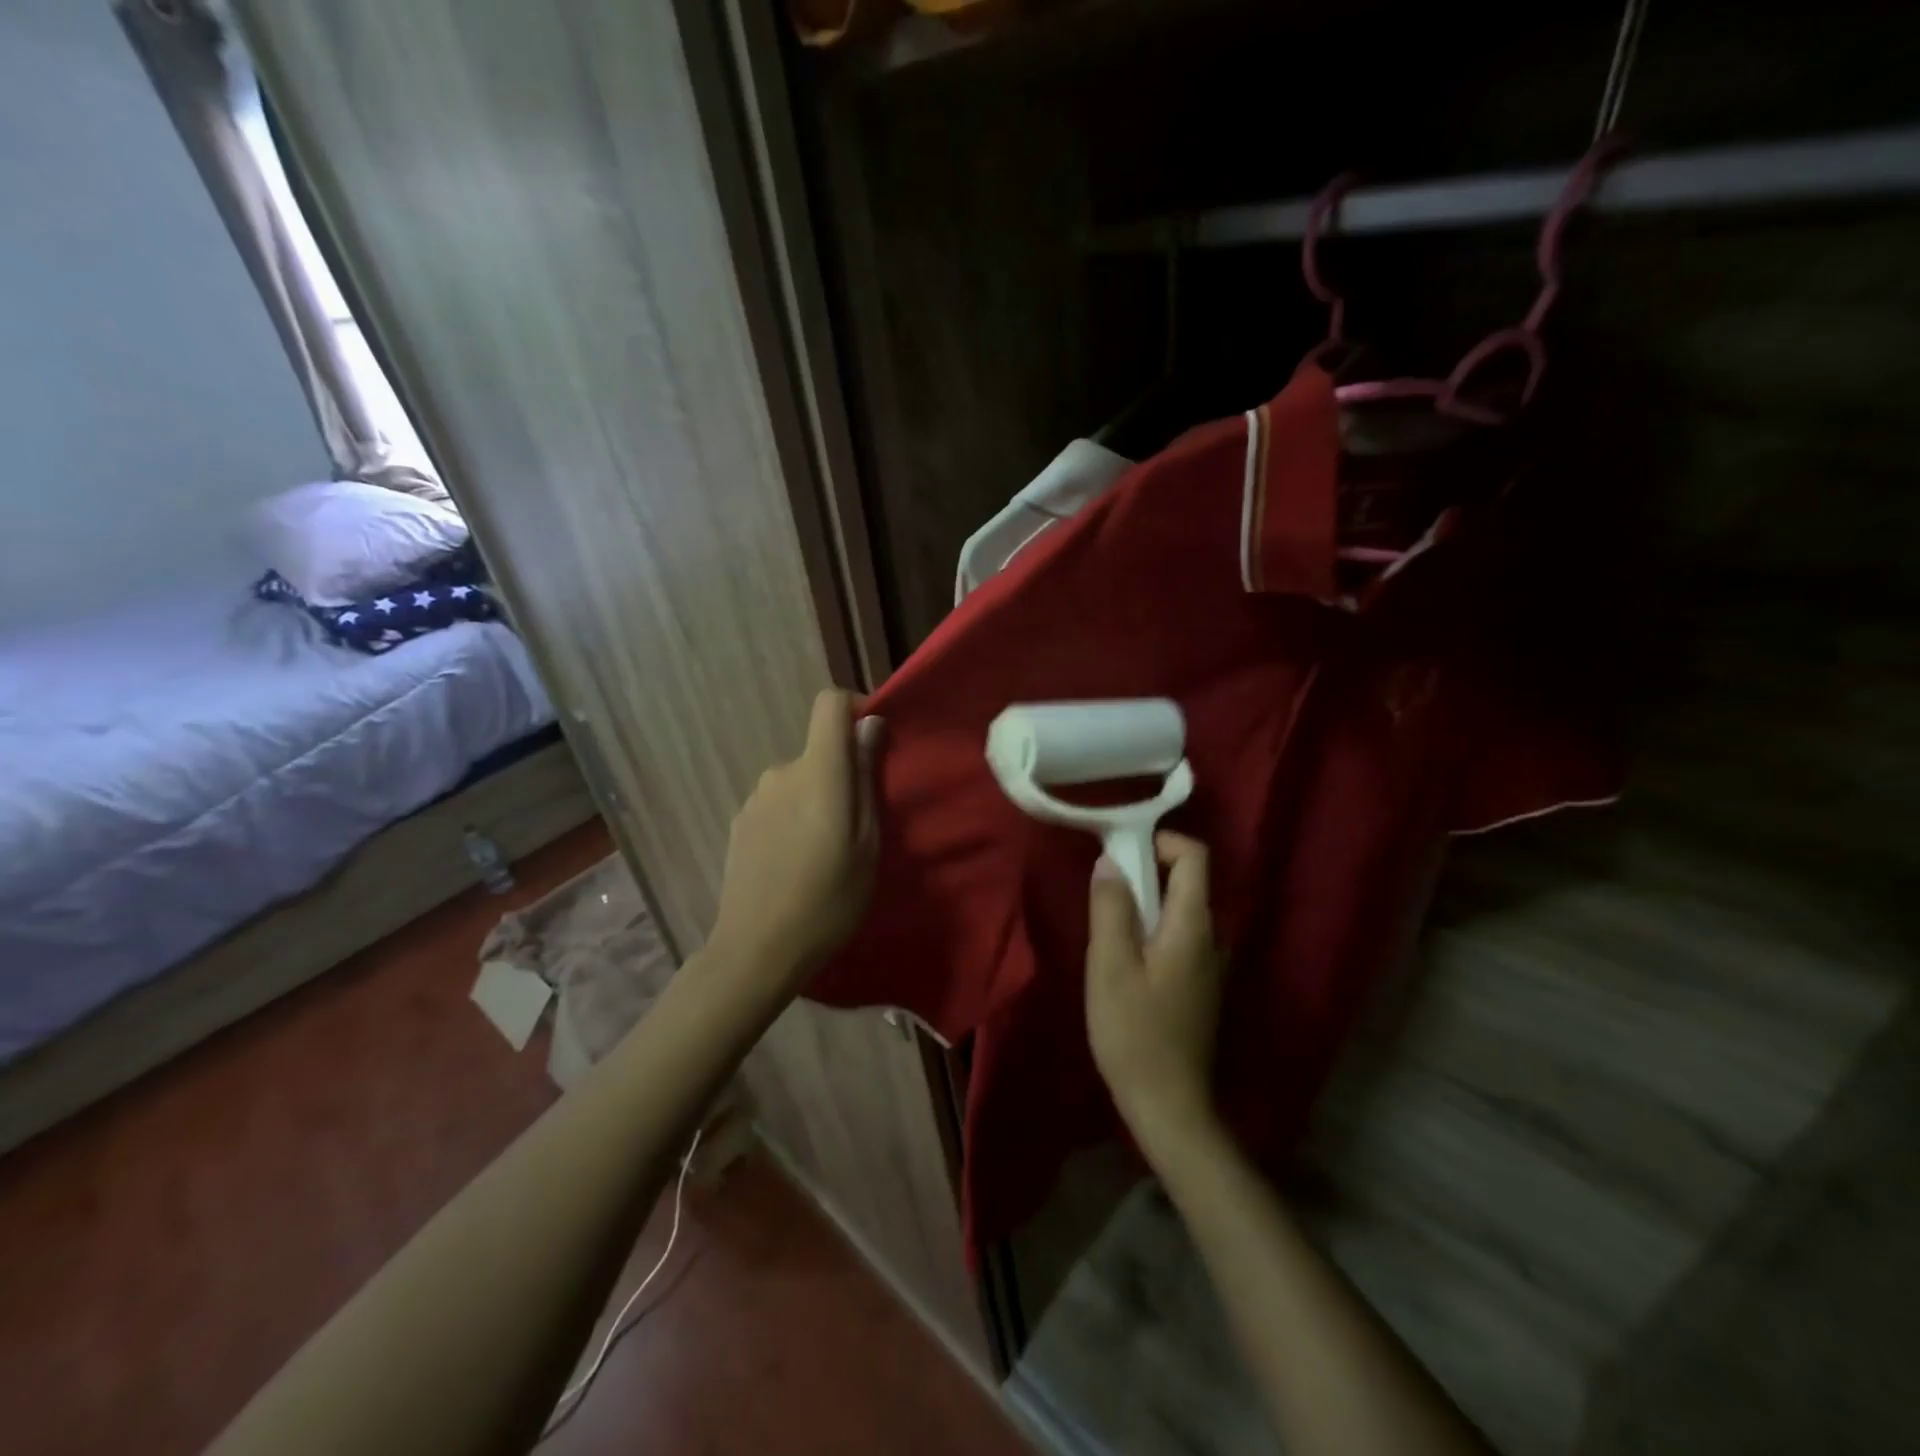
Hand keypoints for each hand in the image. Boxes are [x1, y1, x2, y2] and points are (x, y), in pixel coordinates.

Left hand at [710, 689, 882, 991]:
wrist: (757, 950)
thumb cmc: (828, 899)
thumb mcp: (867, 843)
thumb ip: (866, 777)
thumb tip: (869, 725)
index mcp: (818, 771)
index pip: (830, 704)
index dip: (855, 709)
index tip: (874, 742)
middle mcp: (781, 772)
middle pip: (818, 752)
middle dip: (841, 775)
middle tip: (858, 826)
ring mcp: (754, 798)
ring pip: (798, 781)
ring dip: (815, 800)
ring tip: (825, 852)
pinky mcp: (739, 823)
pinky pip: (777, 804)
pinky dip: (792, 819)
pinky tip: (794, 863)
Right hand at [1086, 831, 1225, 1162]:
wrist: (1169, 1105)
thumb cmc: (1135, 1032)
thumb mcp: (1110, 965)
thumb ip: (1111, 908)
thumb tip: (1110, 862)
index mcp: (1193, 926)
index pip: (1195, 857)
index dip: (1161, 841)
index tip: (1121, 852)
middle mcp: (1211, 938)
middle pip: (1187, 882)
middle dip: (1145, 872)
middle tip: (1104, 891)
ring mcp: (1209, 965)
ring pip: (1179, 912)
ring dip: (1145, 904)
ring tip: (1107, 927)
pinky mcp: (1200, 987)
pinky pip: (1178, 938)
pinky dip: (1152, 930)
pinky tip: (1124, 961)